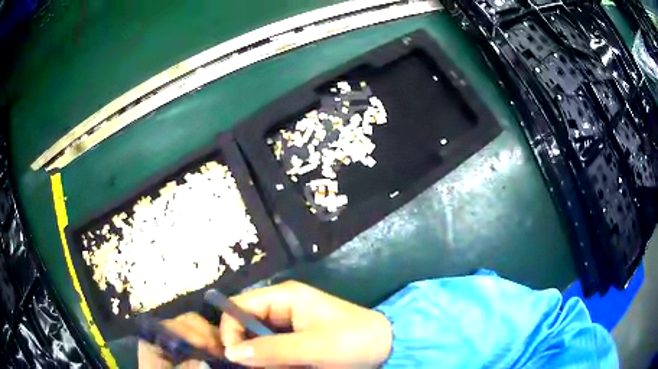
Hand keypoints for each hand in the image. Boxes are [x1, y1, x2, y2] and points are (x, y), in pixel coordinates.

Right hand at [138, 281, 391, 367]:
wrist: (386, 345)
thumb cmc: (352, 341)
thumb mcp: (312, 347)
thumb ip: (271, 349)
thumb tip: (230, 352)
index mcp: (285, 296)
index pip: (240, 305)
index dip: (230, 328)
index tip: (232, 355)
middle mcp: (282, 304)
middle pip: (245, 320)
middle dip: (244, 344)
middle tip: (251, 366)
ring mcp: (289, 321)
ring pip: (257, 336)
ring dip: (257, 354)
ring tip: (270, 367)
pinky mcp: (296, 337)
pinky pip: (271, 345)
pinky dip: (269, 358)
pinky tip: (277, 366)